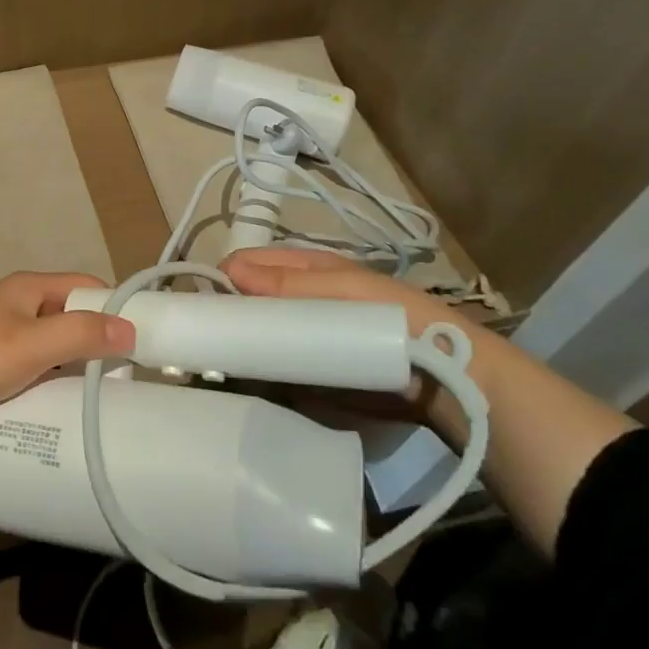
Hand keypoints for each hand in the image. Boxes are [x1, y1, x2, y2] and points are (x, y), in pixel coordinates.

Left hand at [0, 271, 135, 437]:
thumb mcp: (29, 346)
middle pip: (70, 317)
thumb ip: (80, 335)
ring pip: (50, 345)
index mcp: (28, 288)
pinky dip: (47, 380)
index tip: (143, 344)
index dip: (116, 308)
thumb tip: (131, 328)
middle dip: (96, 343)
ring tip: (97, 399)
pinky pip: (30, 367)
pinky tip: (58, 408)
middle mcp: (16, 304)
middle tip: (122, 381)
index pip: (87, 287)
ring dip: (72, 366)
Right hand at [221, 246, 494, 425]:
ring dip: (240, 347)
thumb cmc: (390, 319)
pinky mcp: (312, 370)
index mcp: (303, 268)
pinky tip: (247, 385)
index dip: (222, 280)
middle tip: (208, 342)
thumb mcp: (339, 290)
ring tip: (219, 367)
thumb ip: (285, 284)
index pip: (246, 264)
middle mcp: (297, 298)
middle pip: (247, 302)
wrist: (445, 377)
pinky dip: (260, 373)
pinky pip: (275, 367)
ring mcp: (304, 335)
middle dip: (227, 317)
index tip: (202, 307)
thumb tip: (227, 270)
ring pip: (257, 335)